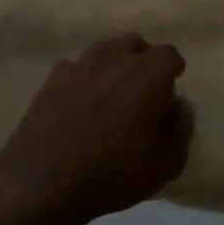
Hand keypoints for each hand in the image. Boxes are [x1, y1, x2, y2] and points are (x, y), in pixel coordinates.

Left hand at [0, 33, 194, 224]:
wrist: (42, 180)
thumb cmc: (112, 173)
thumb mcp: (165, 164)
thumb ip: (181, 128)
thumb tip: (179, 105)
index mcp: (148, 75)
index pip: (169, 55)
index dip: (173, 70)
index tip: (171, 88)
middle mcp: (115, 58)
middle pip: (136, 44)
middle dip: (144, 61)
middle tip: (143, 90)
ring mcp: (80, 65)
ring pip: (105, 51)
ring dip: (114, 66)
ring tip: (112, 93)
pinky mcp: (52, 78)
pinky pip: (77, 68)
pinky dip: (84, 79)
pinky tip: (80, 104)